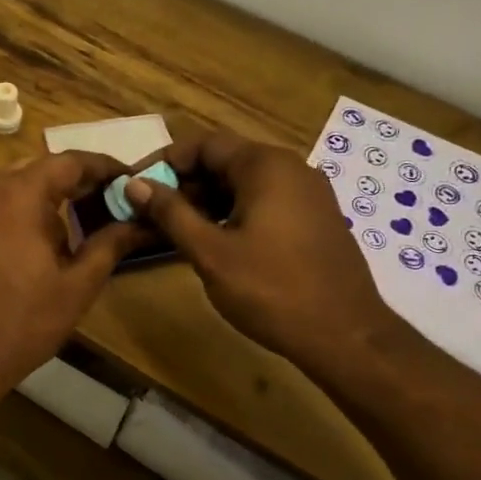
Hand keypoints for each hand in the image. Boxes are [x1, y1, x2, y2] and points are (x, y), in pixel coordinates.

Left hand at [0, 151, 142, 400]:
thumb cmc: (22, 322)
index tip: (125, 179)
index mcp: (19, 193)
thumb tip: (138, 222)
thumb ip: (109, 244)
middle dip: (70, 184)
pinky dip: (7, 212)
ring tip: (62, 232)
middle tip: (99, 206)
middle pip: (36, 170)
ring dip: (37, 199)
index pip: (69, 162)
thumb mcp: (76, 285)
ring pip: (7, 185)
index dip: (102, 168)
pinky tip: (21, 244)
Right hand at [124, 130, 394, 368]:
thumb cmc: (272, 290)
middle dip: (184, 184)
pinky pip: (265, 201)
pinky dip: (233, 212)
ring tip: (176, 231)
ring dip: (206, 201)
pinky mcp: (314, 218)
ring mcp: (307, 193)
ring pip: (244, 183)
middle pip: (225, 161)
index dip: (164, 162)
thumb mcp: (210, 253)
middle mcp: (290, 168)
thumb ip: (170, 214)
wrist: (346, 335)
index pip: (203, 144)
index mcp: (265, 166)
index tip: (136, 187)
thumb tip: (134, 184)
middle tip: (151, 214)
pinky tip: (215, 242)